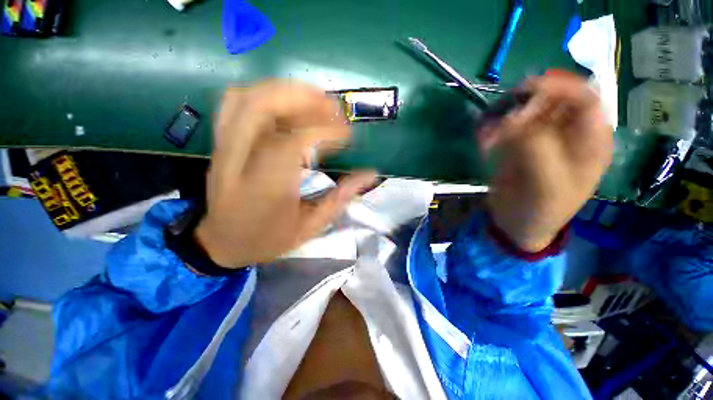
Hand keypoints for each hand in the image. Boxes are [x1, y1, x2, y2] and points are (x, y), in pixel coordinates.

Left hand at [195, 80, 376, 267]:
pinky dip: (265, 95)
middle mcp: (238, 162)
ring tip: (315, 100)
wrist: (221, 243)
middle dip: (303, 99)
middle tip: (333, 107)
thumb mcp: (310, 226)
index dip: (325, 132)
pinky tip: (288, 106)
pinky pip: (235, 104)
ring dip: (285, 91)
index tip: (347, 136)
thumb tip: (371, 174)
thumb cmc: (269, 239)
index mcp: (265, 190)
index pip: (293, 143)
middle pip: (261, 107)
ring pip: (246, 98)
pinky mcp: (220, 143)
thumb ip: (340, 197)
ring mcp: (224, 148)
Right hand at [480, 73, 612, 251]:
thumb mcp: (546, 185)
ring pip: (526, 112)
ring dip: (504, 118)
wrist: (517, 225)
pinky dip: (493, 130)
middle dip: (525, 105)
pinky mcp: (519, 146)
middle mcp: (568, 134)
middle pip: (552, 100)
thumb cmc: (540, 211)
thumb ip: (537, 149)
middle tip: (501, 121)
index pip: (585, 98)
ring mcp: (541, 139)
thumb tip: (512, 118)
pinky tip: (483, 141)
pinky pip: (507, 128)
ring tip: (486, 137)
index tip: (525, 91)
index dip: (560, 87)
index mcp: (590, 142)